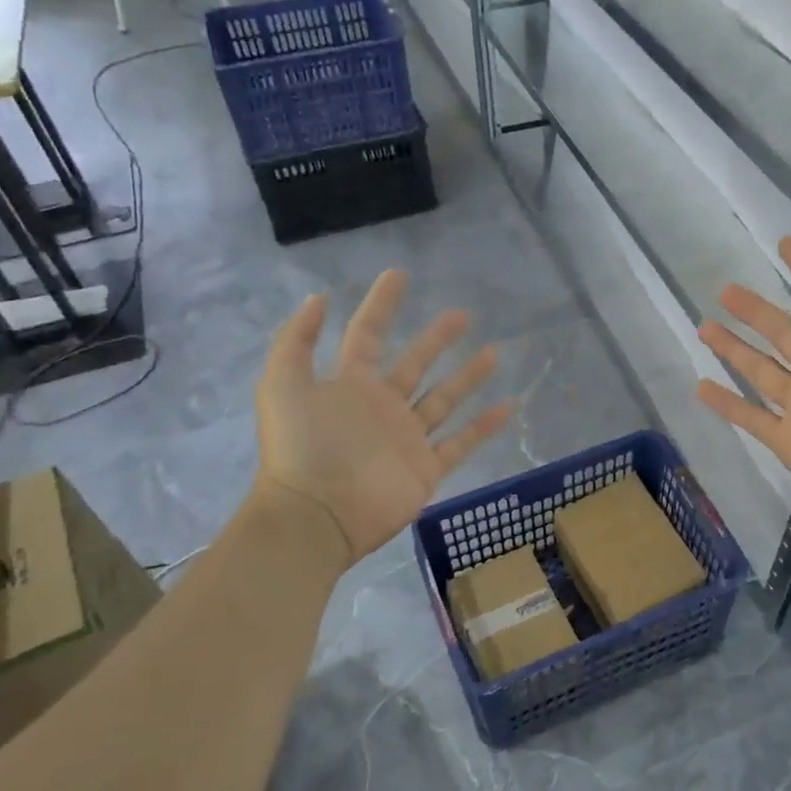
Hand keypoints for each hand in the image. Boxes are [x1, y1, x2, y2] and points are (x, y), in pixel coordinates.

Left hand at [255, 270, 514, 560]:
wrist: (316, 516)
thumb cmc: (300, 447)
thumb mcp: (281, 384)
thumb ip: (296, 340)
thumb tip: (318, 297)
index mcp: (349, 385)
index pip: (369, 334)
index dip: (382, 304)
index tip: (399, 274)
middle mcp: (382, 407)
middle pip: (415, 364)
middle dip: (437, 339)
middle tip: (462, 314)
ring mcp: (406, 438)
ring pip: (443, 400)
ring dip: (467, 377)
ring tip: (494, 353)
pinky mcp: (426, 469)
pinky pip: (460, 443)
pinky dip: (484, 427)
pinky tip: (509, 406)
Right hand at [696, 237, 790, 537]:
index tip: (784, 244)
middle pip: (784, 332)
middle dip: (756, 311)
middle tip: (725, 290)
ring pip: (761, 370)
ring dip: (734, 349)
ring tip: (705, 328)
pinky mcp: (788, 440)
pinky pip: (751, 417)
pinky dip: (727, 404)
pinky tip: (701, 387)